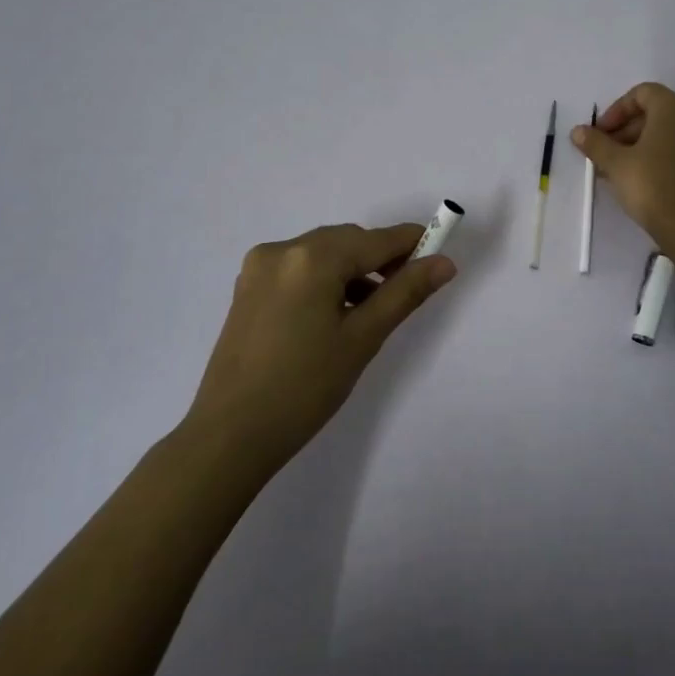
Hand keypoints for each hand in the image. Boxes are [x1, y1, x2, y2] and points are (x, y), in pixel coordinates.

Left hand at [186, 222, 455, 468]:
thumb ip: (405, 293)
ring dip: (352, 269)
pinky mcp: (248, 287)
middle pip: (347, 240)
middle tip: (408, 289)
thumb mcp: (362, 338)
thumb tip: (444, 263)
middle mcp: (282, 249)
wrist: (230, 435)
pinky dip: (324, 279)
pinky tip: (336, 312)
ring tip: (372, 308)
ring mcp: (259, 267)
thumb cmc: (305, 388)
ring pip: (323, 253)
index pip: (375, 239)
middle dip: (380, 258)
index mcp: (312, 258)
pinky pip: (299, 267)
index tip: (439, 253)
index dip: (411, 243)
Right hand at [572, 82, 674, 255]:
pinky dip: (666, 155)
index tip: (600, 134)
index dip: (616, 111)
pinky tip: (648, 179)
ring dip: (645, 144)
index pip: (642, 93)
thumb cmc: (654, 187)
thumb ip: (596, 144)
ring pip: (673, 131)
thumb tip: (578, 131)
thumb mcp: (616, 164)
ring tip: (622, 170)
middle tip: (607, 153)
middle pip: (658, 111)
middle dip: (628, 129)